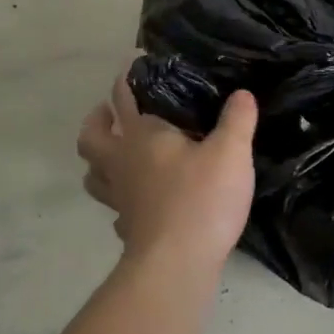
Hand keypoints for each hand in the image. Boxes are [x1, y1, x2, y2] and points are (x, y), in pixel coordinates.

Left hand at [77, 71, 257, 272]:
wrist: (177, 264)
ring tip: (115, 155)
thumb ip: (237, 120)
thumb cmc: (202, 199)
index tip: (131, 68)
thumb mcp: (231, 153)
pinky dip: (119, 201)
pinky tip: (135, 203)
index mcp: (143, 137)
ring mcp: (120, 198)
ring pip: (94, 174)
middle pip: (92, 137)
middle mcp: (122, 163)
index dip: (126, 81)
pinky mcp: (127, 227)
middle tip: (109, 112)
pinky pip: (115, 209)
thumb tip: (242, 94)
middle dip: (97, 120)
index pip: (125, 99)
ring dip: (99, 161)